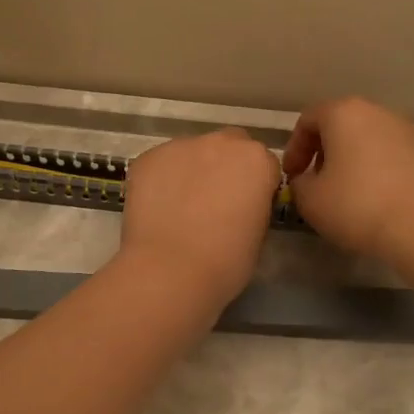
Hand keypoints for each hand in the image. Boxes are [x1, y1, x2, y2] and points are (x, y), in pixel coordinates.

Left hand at [119, 129, 280, 308]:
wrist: (170, 271)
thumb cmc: (225, 262)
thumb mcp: (258, 233)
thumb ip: (254, 204)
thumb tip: (240, 203)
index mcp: (257, 160)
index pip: (264, 164)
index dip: (255, 186)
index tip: (246, 208)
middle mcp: (221, 142)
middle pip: (228, 147)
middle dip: (225, 167)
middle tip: (214, 201)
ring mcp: (181, 146)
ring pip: (192, 153)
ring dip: (192, 171)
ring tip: (180, 207)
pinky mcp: (148, 157)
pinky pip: (162, 164)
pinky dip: (163, 179)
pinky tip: (158, 208)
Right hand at [281, 97, 413, 262]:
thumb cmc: (358, 206)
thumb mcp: (310, 200)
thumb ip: (299, 183)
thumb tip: (307, 179)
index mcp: (345, 114)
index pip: (308, 120)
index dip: (294, 148)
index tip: (292, 176)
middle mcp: (379, 113)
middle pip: (342, 125)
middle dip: (326, 152)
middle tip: (318, 182)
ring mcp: (410, 131)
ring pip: (372, 140)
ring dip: (355, 161)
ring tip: (350, 193)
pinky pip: (396, 158)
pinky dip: (383, 172)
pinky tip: (382, 201)